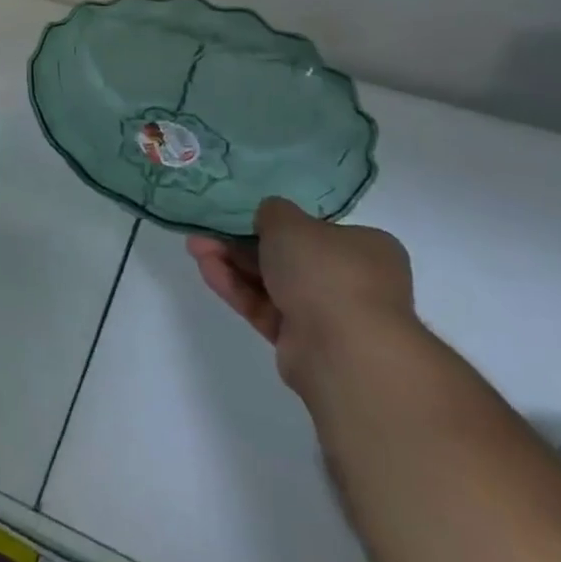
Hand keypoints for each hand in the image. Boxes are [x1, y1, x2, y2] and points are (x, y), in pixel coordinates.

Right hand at [187, 197, 414, 394]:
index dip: (279, 224)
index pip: (318, 232)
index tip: (245, 219)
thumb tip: (269, 217)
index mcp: (365, 248)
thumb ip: (273, 212)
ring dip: (233, 264)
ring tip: (194, 247)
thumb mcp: (290, 223)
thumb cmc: (326, 271)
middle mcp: (352, 280)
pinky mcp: (302, 341)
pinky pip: (264, 308)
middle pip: (288, 257)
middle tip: (208, 232)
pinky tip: (206, 269)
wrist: (343, 349)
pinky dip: (236, 289)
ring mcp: (328, 314)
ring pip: (272, 283)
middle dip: (243, 244)